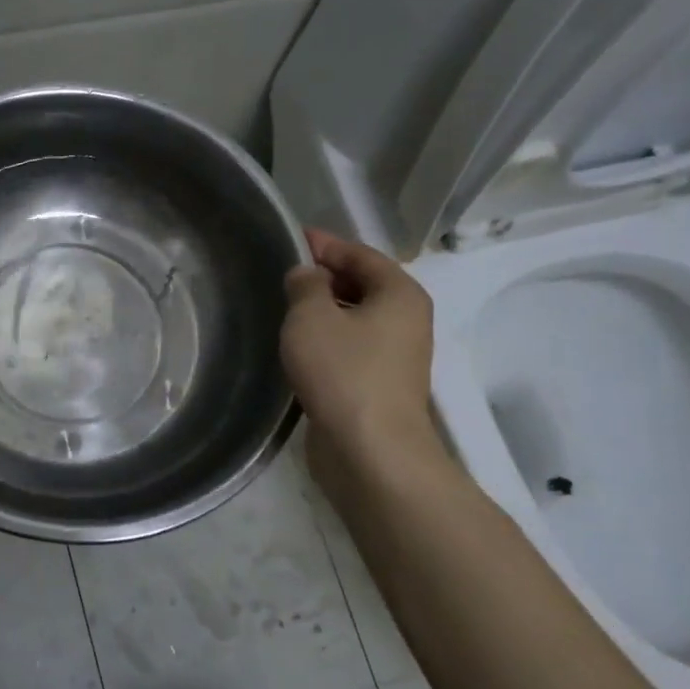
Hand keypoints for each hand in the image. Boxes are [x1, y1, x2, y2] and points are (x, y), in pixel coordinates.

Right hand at [280, 229, 442, 493]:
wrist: (370, 451)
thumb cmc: (343, 372)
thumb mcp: (312, 316)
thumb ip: (305, 285)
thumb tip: (306, 275)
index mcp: (400, 293)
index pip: (361, 254)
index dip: (325, 244)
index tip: (293, 237)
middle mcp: (406, 320)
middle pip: (362, 285)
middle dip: (324, 277)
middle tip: (283, 275)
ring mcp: (395, 356)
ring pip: (355, 320)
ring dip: (323, 312)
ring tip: (284, 309)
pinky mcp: (379, 386)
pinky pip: (350, 349)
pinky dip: (327, 341)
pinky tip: (298, 348)